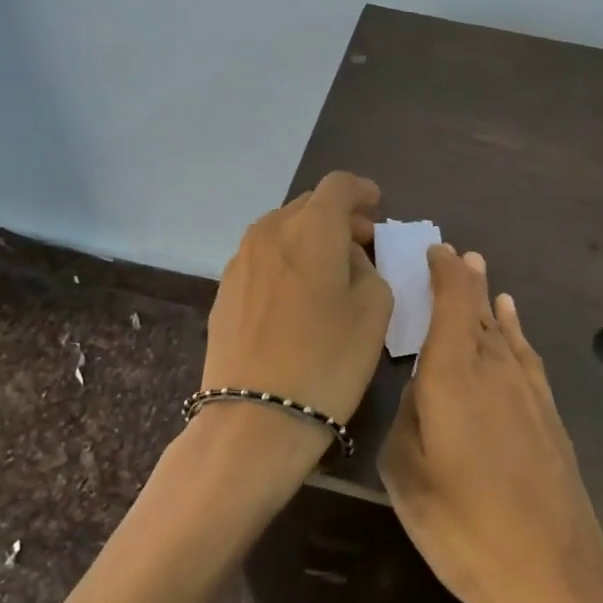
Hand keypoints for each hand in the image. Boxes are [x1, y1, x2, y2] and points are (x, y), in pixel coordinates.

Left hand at [201, 171, 393, 461]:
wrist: (255, 417)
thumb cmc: (328, 359)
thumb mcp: (374, 309)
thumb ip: (367, 268)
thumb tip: (346, 257)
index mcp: (311, 228)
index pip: (339, 185)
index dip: (362, 190)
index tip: (378, 207)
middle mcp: (270, 231)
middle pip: (308, 204)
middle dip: (339, 216)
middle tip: (362, 244)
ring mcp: (241, 259)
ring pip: (282, 230)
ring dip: (310, 238)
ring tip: (330, 270)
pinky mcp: (224, 289)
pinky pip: (263, 257)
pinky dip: (287, 260)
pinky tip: (298, 295)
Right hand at [380, 245, 602, 602]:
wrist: (554, 574)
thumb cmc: (464, 527)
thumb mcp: (407, 475)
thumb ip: (408, 417)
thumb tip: (420, 388)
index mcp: (453, 375)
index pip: (450, 302)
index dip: (442, 272)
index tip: (433, 250)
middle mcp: (493, 367)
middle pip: (477, 309)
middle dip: (464, 279)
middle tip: (452, 253)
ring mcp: (527, 389)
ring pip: (502, 328)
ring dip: (488, 299)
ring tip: (479, 272)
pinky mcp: (548, 413)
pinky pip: (525, 353)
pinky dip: (514, 329)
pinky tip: (510, 320)